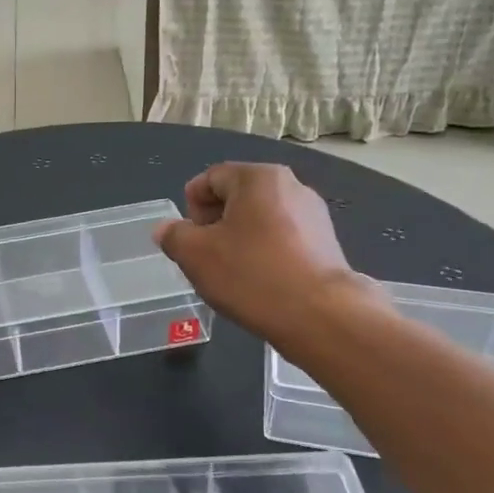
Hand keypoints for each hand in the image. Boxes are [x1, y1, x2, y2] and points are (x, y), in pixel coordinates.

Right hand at [152, 164, 375, 342]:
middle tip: (205, 258)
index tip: (188, 240)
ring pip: (259, 221)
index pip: (210, 178)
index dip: (190, 207)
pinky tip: (259, 283)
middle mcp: (291, 186)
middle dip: (214, 225)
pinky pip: (282, 240)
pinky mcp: (326, 244)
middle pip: (236, 197)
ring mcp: (314, 215)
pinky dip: (264, 255)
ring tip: (232, 274)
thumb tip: (167, 229)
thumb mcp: (195, 255)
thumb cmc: (251, 274)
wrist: (321, 315)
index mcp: (258, 177)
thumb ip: (174, 235)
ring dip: (238, 241)